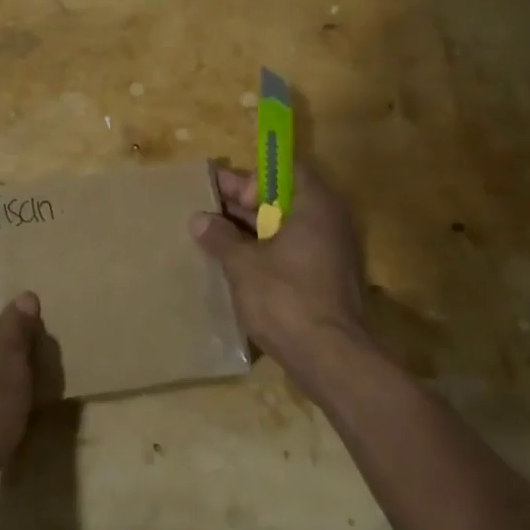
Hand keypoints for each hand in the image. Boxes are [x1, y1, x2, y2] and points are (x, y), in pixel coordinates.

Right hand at [190, 161, 370, 391]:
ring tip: (213, 233)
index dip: (252, 178)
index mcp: (314, 206)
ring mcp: (331, 252)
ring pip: (286, 228)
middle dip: (245, 203)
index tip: (222, 190)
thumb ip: (220, 237)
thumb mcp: (243, 264)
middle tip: (208, 207)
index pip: (284, 172)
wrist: (330, 357)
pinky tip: (235, 261)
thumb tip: (198, 219)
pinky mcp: (326, 279)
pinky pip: (293, 252)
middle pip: (284, 199)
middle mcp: (329, 222)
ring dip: (252, 229)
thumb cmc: (285, 298)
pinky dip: (266, 251)